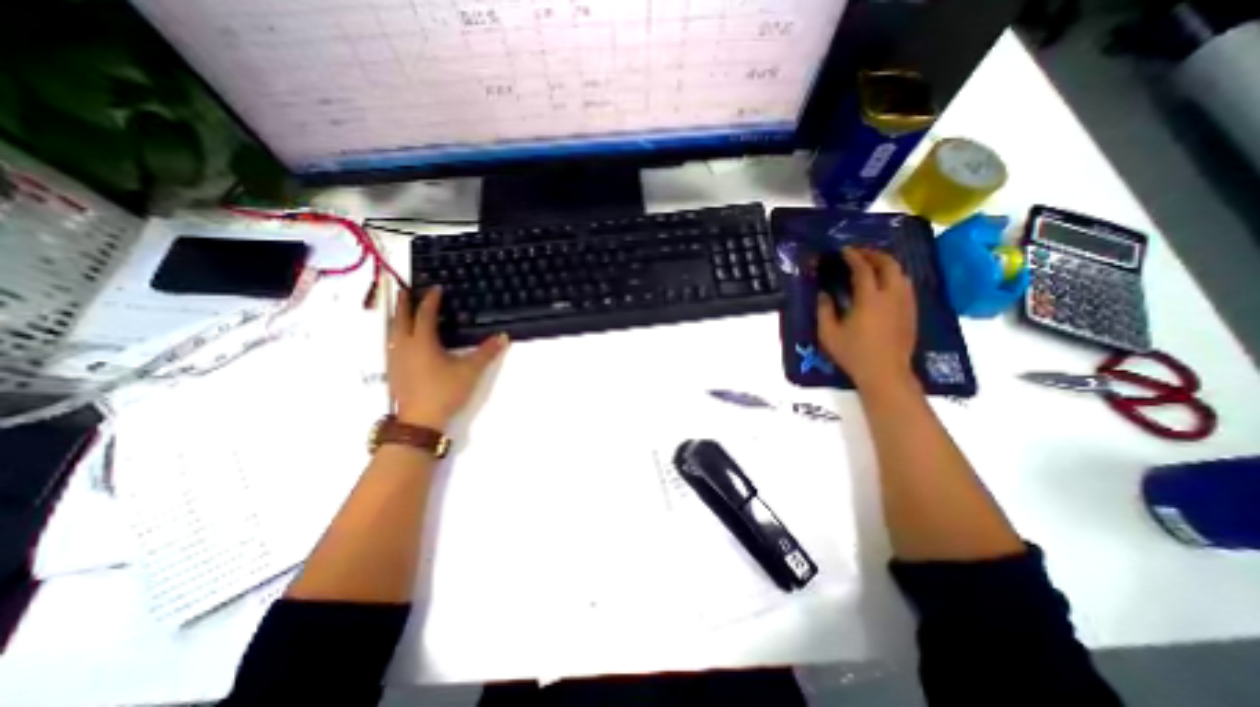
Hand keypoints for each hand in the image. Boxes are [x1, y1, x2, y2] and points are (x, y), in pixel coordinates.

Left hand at [386, 288, 508, 429]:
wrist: (419, 420)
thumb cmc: (445, 391)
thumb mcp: (471, 371)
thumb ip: (487, 352)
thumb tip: (503, 336)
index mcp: (422, 342)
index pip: (425, 314)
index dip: (430, 300)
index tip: (436, 288)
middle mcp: (404, 346)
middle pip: (401, 318)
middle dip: (403, 303)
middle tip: (404, 289)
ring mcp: (395, 359)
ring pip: (392, 331)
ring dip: (396, 317)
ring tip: (400, 310)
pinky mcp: (393, 371)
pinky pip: (392, 344)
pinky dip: (396, 333)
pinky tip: (401, 340)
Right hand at [812, 248, 923, 390]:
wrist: (885, 373)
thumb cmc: (854, 354)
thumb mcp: (829, 334)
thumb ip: (824, 310)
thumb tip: (824, 294)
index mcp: (870, 299)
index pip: (864, 269)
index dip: (854, 257)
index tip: (844, 250)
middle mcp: (891, 296)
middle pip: (889, 264)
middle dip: (874, 254)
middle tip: (859, 253)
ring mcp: (905, 303)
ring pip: (901, 273)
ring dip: (887, 264)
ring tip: (872, 265)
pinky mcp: (912, 312)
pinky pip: (906, 286)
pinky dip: (895, 277)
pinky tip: (885, 285)